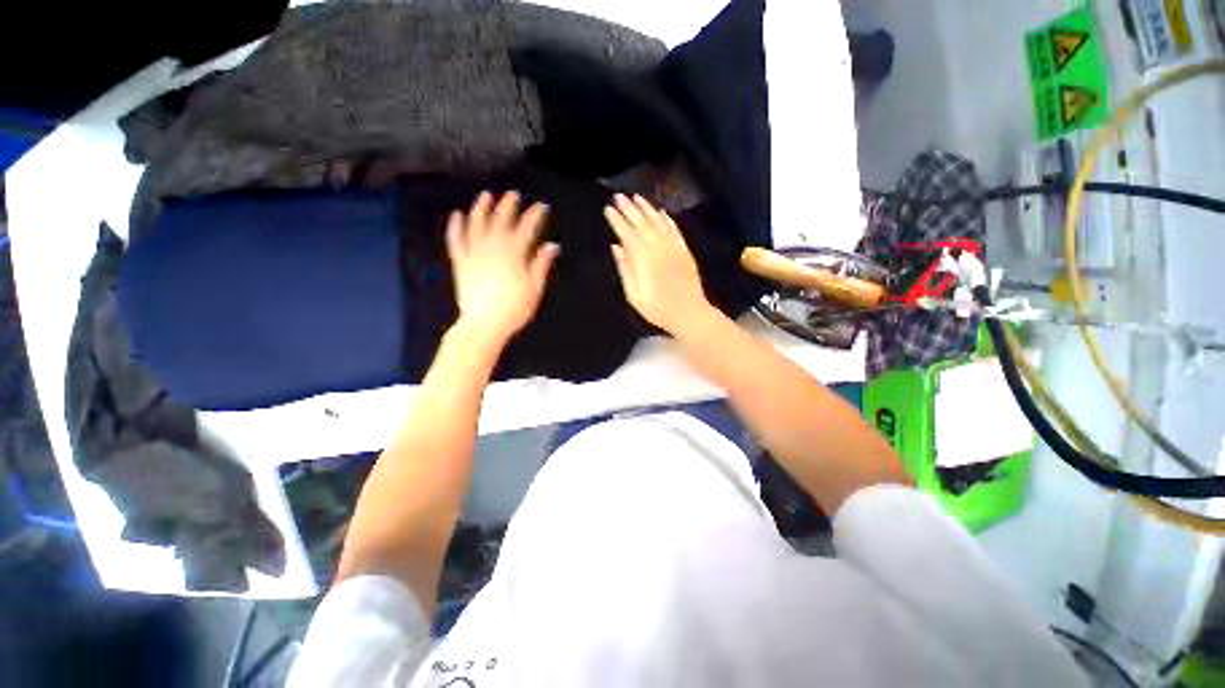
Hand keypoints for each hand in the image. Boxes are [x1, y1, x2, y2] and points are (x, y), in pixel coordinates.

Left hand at [447, 191, 559, 343]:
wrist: (485, 324)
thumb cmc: (515, 309)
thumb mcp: (535, 288)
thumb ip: (541, 264)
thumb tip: (552, 246)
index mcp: (514, 255)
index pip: (526, 229)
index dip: (534, 216)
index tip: (541, 207)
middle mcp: (493, 249)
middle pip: (501, 222)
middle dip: (508, 206)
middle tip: (513, 195)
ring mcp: (474, 254)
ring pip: (477, 226)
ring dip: (481, 208)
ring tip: (486, 196)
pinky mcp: (461, 263)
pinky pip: (456, 241)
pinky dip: (455, 227)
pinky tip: (456, 215)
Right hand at [604, 194, 714, 336]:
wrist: (688, 312)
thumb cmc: (657, 308)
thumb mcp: (633, 294)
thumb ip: (624, 269)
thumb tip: (616, 247)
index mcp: (642, 257)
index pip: (626, 232)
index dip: (616, 220)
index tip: (608, 209)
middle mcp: (657, 246)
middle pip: (641, 222)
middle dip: (628, 208)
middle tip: (618, 196)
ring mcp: (672, 246)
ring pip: (658, 221)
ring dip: (646, 208)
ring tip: (636, 197)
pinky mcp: (684, 250)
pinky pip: (674, 229)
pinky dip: (667, 218)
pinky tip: (661, 211)